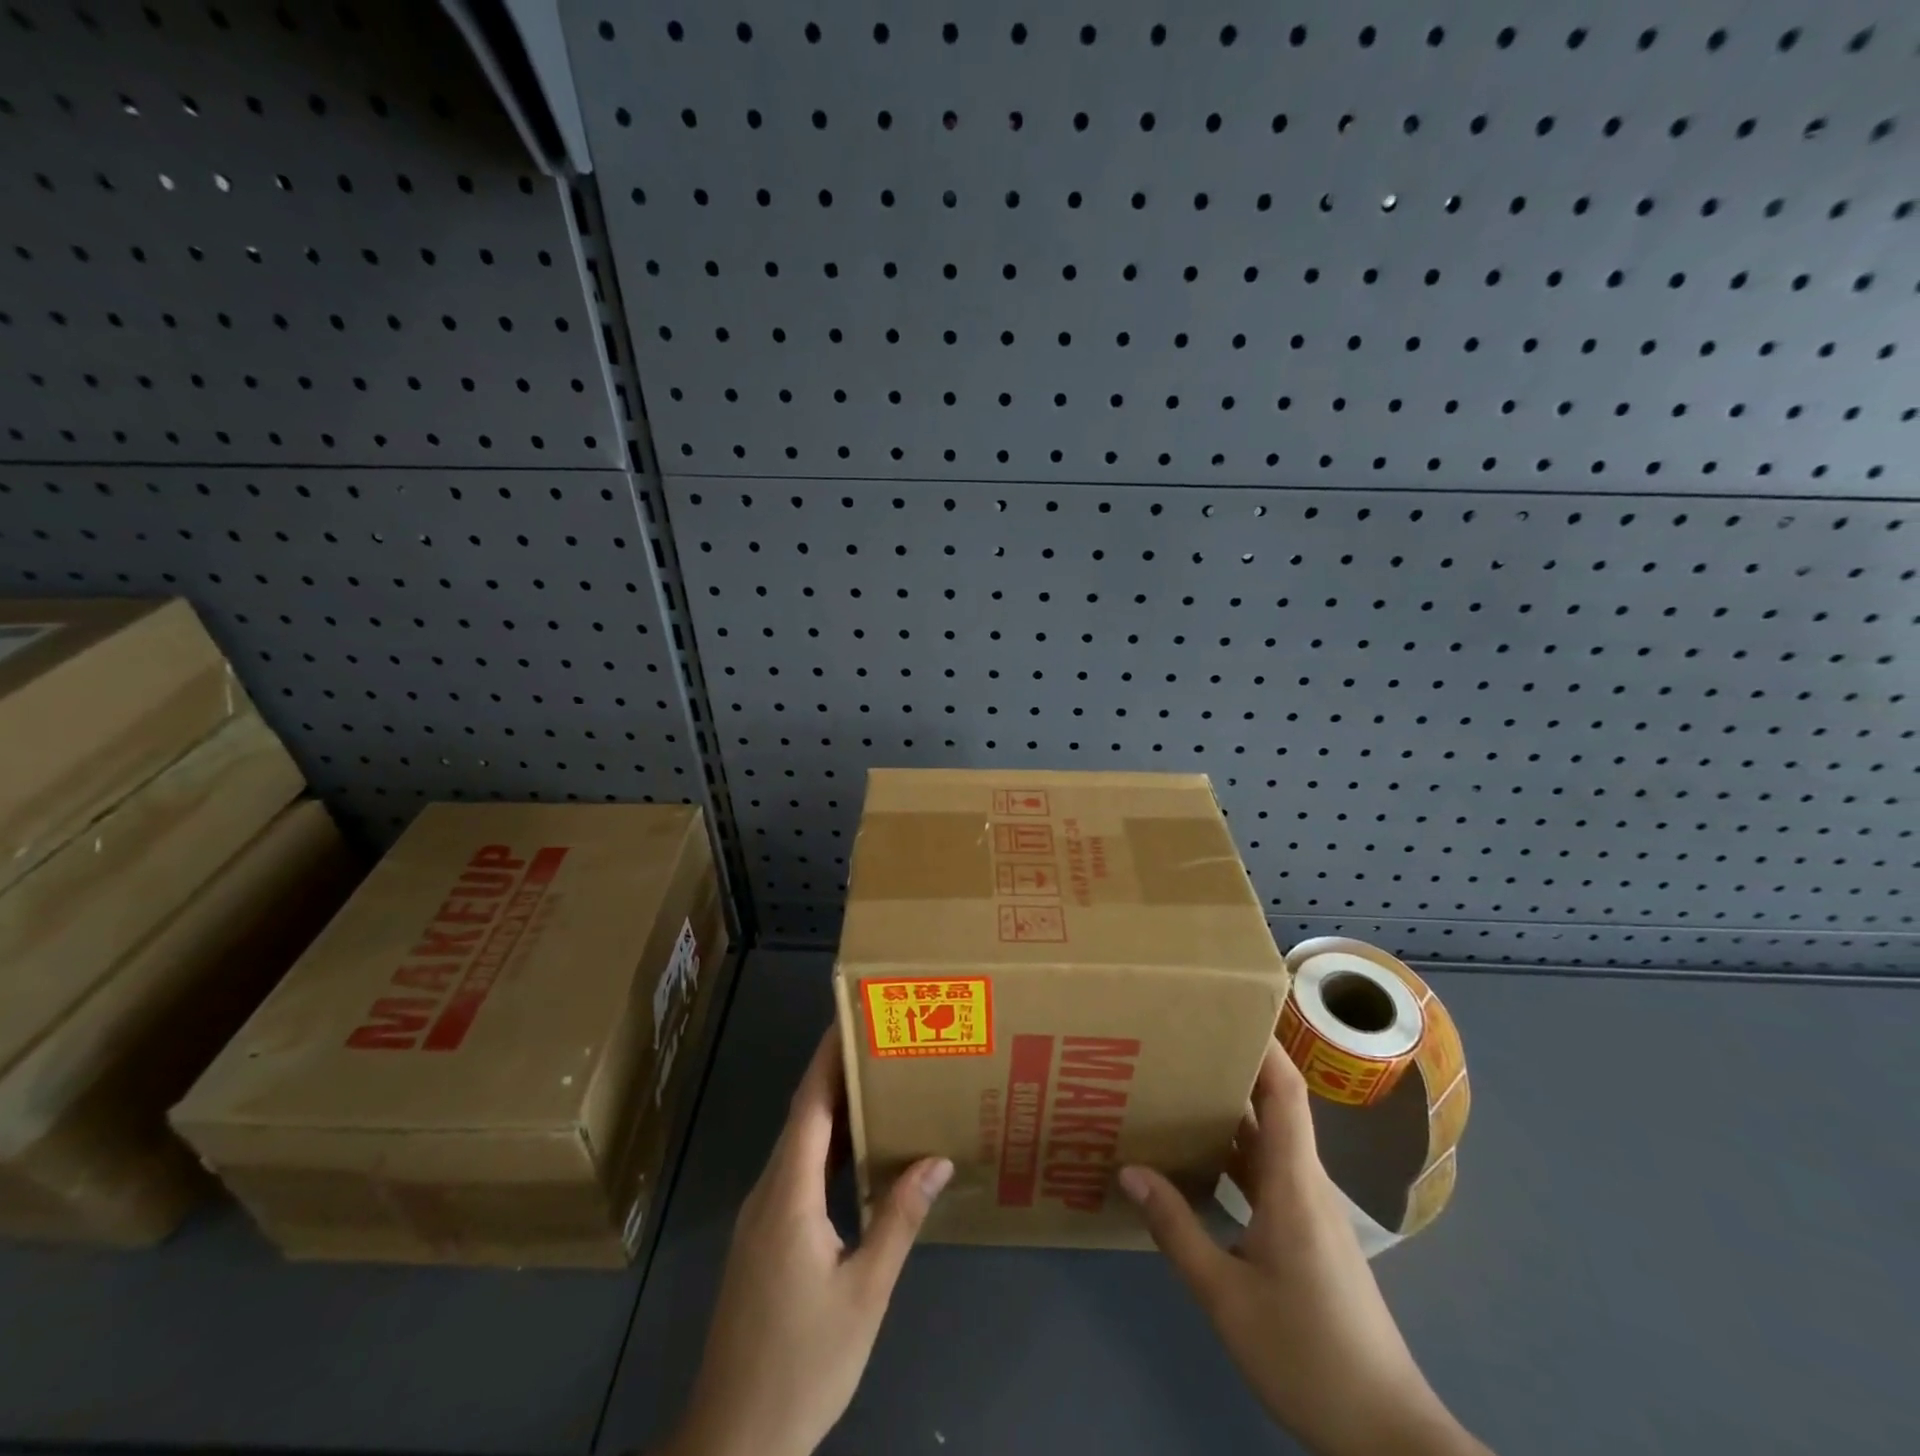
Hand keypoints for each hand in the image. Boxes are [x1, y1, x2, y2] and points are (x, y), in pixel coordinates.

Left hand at [664, 1029, 952, 1455]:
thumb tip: (936, 1158)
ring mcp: (760, 1218)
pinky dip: (827, 1151)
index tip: (852, 1017)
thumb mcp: (865, 1292)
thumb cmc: (803, 1363)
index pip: (810, 1104)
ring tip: (879, 1086)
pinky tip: (858, 1158)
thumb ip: (898, 1219)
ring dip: (834, 1112)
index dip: (828, 1056)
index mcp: (789, 1195)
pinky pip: (796, 1174)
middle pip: (804, 1116)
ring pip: (799, 1146)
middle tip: (882, 1043)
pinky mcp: (762, 1240)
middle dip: (838, 1073)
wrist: (732, 1441)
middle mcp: (768, 1193)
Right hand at [1119, 1040, 1489, 1455]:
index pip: (1285, 1091)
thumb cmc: (1307, 1354)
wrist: (1385, 1434)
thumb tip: (1130, 1168)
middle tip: (1179, 1041)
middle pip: (1274, 1106)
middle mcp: (1305, 1183)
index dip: (1264, 1044)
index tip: (1229, 1007)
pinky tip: (1199, 1162)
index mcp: (1293, 1182)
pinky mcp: (1309, 1234)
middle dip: (1231, 1068)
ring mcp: (1310, 1210)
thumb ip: (1177, 1229)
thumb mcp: (1226, 1297)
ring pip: (1268, 1141)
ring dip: (1229, 1113)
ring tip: (1177, 1088)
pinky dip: (1234, 1154)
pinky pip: (1268, 1173)